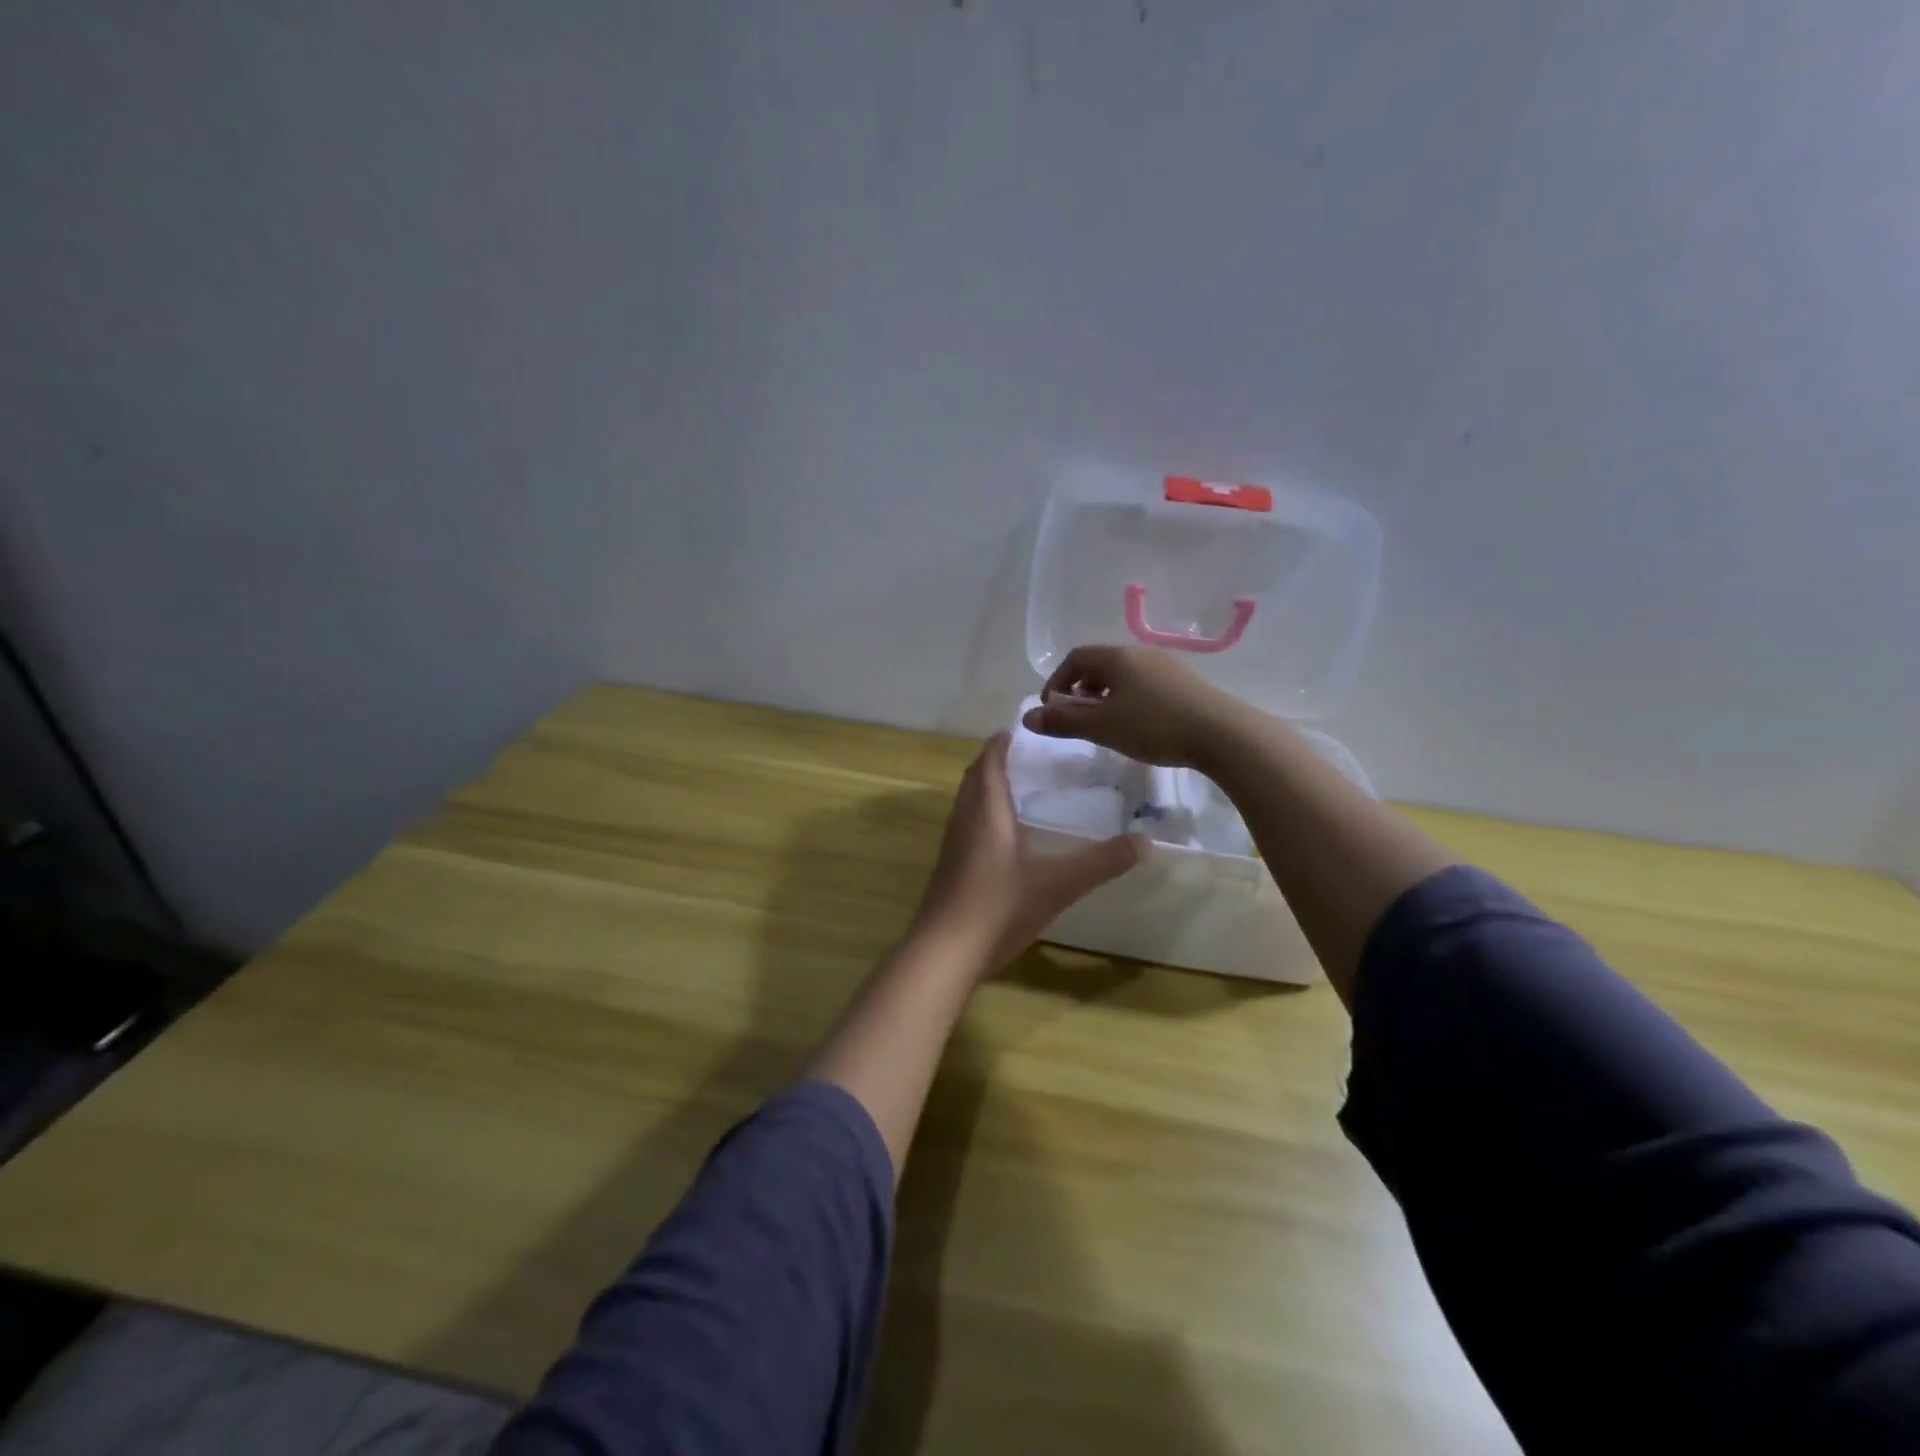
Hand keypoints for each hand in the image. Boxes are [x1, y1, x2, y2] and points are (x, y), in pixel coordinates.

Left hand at [910, 731, 1144, 972]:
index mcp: (986, 811)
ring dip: (985, 786)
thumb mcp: (1058, 884)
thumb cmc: (999, 908)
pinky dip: (982, 813)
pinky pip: (965, 824)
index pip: (989, 762)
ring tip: (1016, 786)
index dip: (1001, 743)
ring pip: (966, 801)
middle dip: (993, 760)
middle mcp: (964, 820)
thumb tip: (1146, 842)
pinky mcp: (949, 868)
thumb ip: (1101, 862)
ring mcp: (952, 845)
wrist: (944, 952)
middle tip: (1024, 754)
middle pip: (974, 778)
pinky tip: (1003, 835)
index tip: (1021, 728)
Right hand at [1021, 645, 1240, 767]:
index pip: (1075, 658)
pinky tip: (1136, 725)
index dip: (1057, 682)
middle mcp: (1140, 654)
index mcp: (1117, 657)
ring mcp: (1166, 667)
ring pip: (1123, 675)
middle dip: (1080, 689)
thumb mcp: (1102, 727)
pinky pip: (1144, 685)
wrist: (1222, 734)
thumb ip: (1063, 722)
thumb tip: (1027, 718)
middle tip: (1075, 717)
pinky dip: (1127, 700)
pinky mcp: (1185, 684)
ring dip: (1104, 695)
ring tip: (1104, 723)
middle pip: (1099, 664)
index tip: (1052, 710)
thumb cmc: (1153, 726)